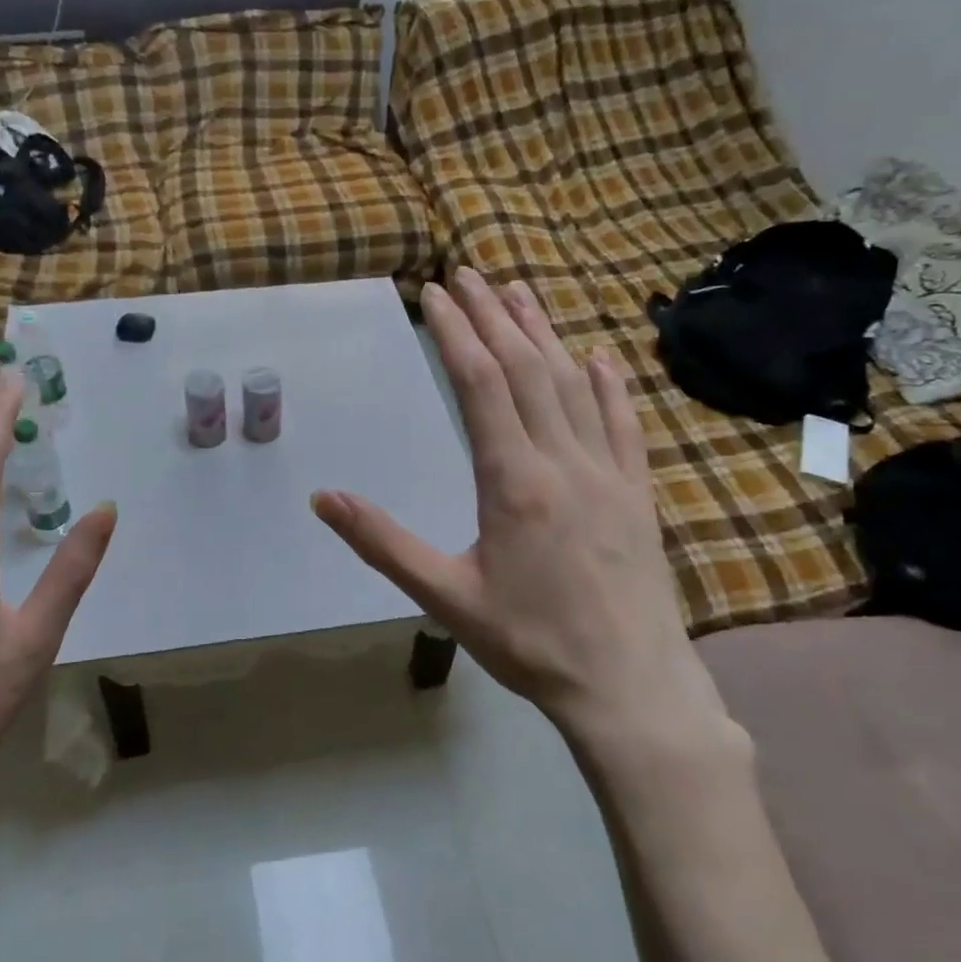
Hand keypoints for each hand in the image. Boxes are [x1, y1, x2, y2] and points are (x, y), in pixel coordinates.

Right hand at [313, 270, 731, 749]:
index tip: (434, 293)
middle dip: (494, 315)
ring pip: (575, 384)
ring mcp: (608, 473)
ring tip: (520, 293)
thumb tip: (323, 497)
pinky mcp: (637, 493)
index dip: (456, 332)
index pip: (481, 385)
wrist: (630, 688)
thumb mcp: (444, 597)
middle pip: (527, 368)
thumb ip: (382, 542)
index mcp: (513, 481)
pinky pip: (624, 423)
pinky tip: (599, 356)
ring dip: (545, 333)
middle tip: (469, 274)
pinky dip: (609, 383)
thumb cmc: (530, 644)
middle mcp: (564, 461)